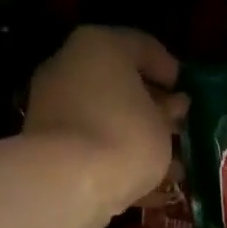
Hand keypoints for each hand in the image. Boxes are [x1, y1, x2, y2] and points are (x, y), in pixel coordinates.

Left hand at [23, 27, 185, 223]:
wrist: (63, 181)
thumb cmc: (123, 135)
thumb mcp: (161, 123)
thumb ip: (168, 111)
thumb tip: (172, 105)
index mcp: (99, 46)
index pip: (141, 46)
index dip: (167, 67)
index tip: (184, 88)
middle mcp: (69, 65)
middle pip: (117, 79)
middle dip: (149, 102)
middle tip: (175, 122)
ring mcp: (51, 102)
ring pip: (102, 112)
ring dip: (133, 131)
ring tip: (166, 158)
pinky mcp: (42, 139)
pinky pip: (86, 139)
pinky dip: (111, 154)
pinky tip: (141, 180)